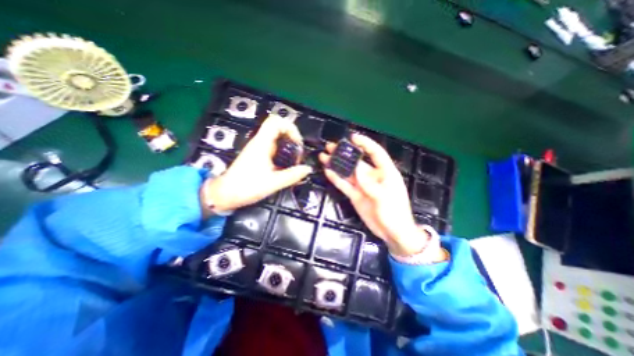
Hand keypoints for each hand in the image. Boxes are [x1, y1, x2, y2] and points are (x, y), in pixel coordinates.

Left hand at [200, 115, 310, 214]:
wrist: (226, 194)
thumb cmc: (247, 187)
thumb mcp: (273, 183)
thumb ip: (292, 175)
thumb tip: (307, 169)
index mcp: (262, 143)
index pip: (276, 121)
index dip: (290, 128)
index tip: (297, 143)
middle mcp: (260, 142)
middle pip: (279, 129)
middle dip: (292, 139)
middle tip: (298, 154)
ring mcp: (258, 148)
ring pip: (277, 139)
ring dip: (289, 147)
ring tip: (294, 162)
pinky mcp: (257, 155)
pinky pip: (274, 148)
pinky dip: (283, 153)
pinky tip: (286, 166)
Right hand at [323, 133, 429, 255]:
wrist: (392, 233)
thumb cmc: (395, 213)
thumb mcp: (385, 197)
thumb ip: (370, 183)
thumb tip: (356, 168)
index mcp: (385, 172)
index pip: (375, 153)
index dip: (365, 144)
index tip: (352, 138)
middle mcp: (372, 176)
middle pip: (357, 162)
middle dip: (345, 153)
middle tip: (331, 146)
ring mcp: (362, 186)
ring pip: (348, 172)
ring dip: (337, 165)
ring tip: (325, 157)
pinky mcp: (355, 195)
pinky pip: (344, 185)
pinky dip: (336, 179)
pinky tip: (328, 171)